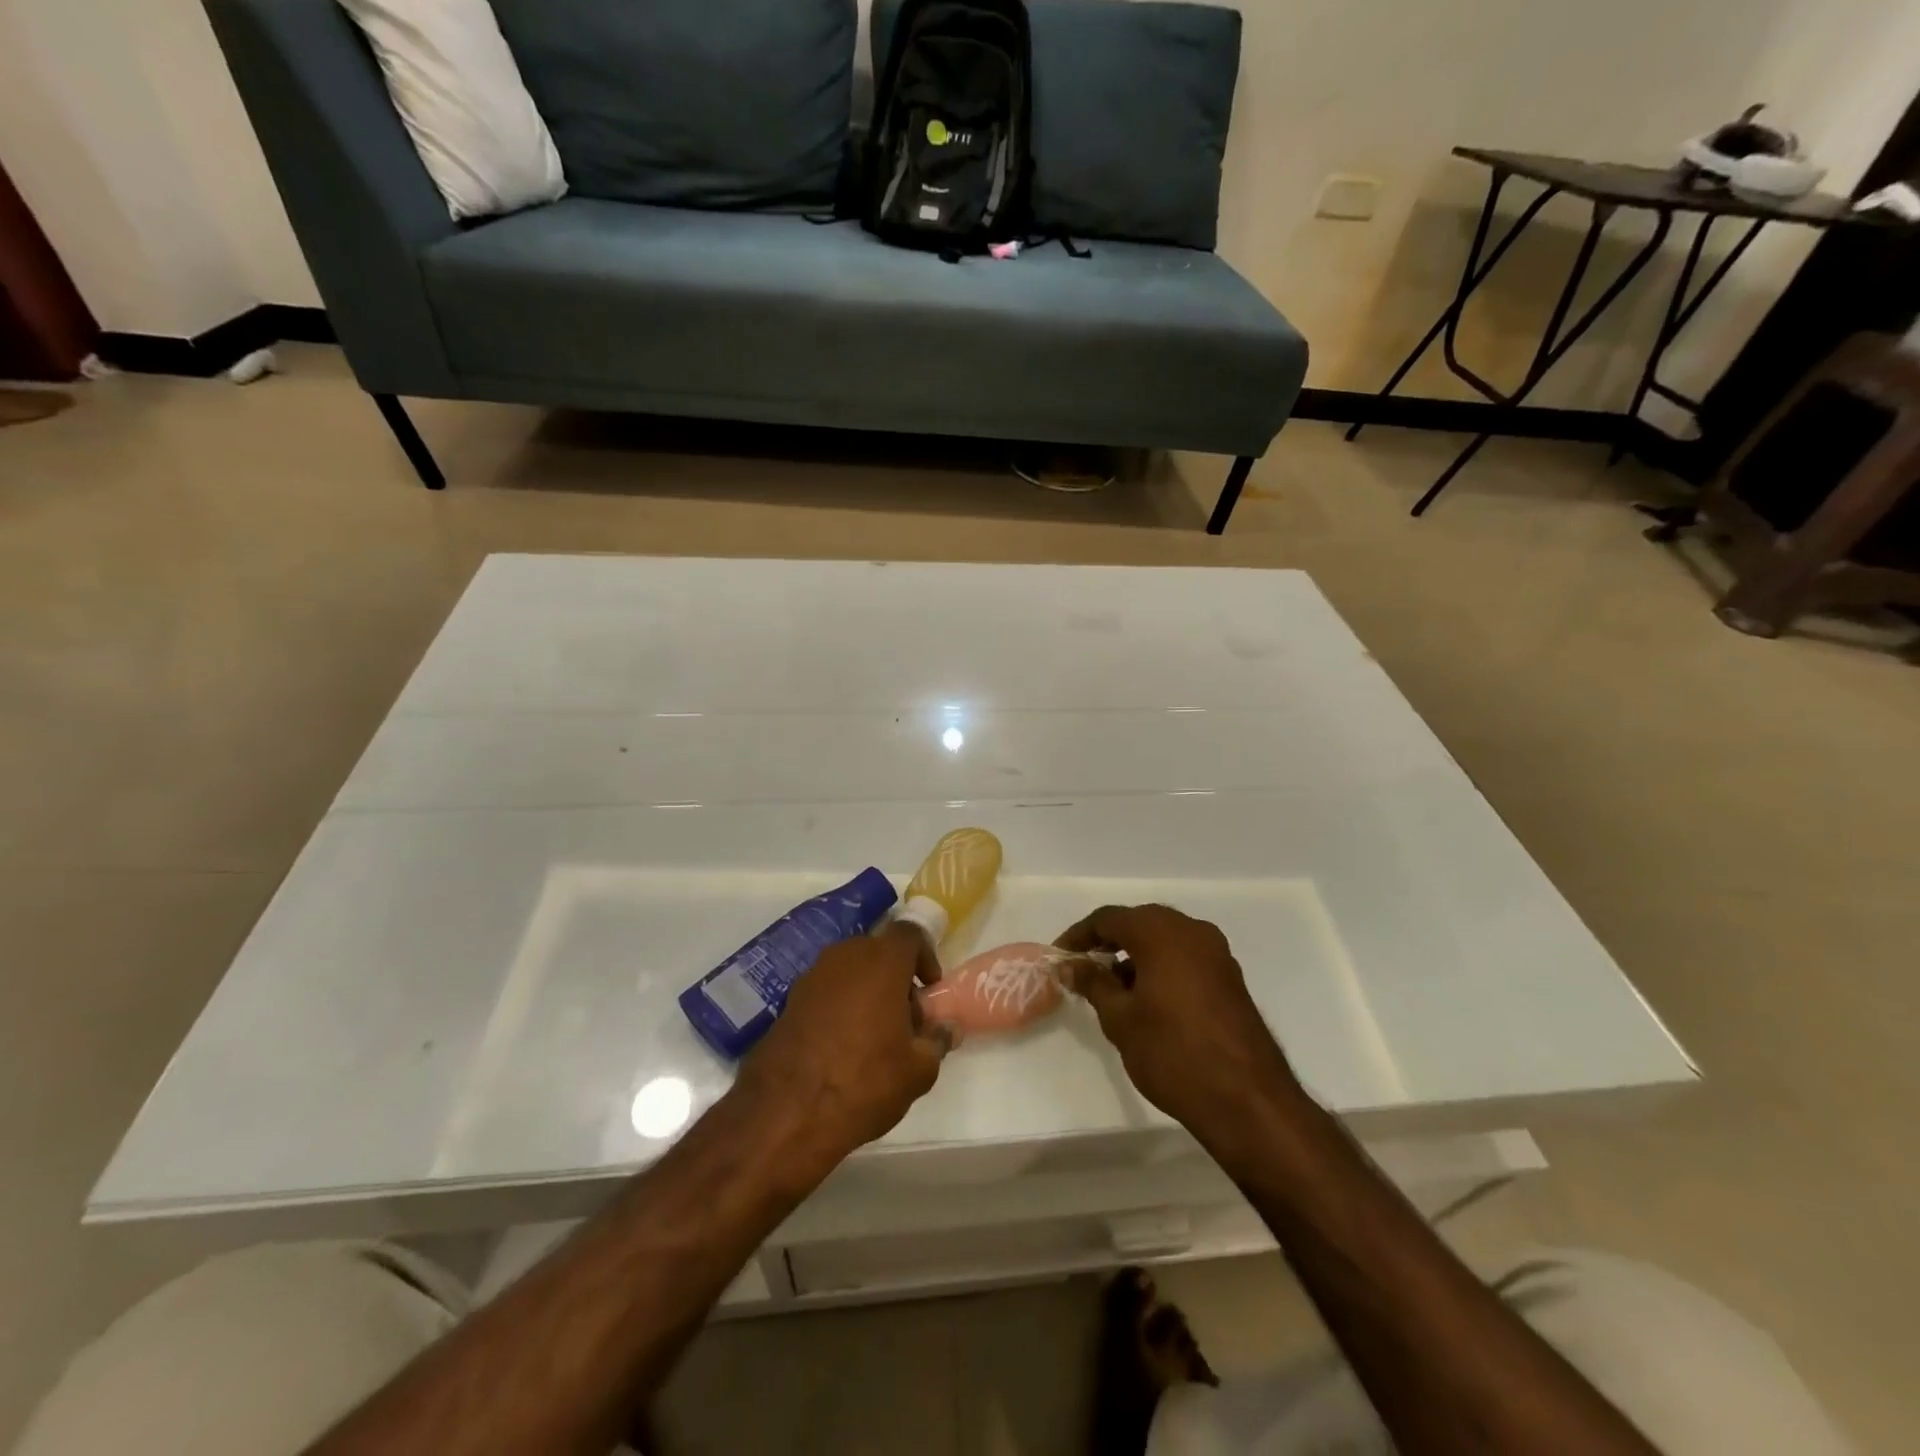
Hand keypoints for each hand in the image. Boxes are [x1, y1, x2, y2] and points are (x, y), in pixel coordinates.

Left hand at [737, 923, 958, 1170]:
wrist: (786, 1113)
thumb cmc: (865, 1081)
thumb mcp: (918, 1070)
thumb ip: (937, 1041)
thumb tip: (947, 1028)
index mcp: (882, 961)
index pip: (910, 934)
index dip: (925, 956)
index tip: (930, 989)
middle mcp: (845, 957)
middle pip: (878, 952)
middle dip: (895, 977)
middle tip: (906, 1018)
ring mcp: (812, 977)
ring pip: (850, 970)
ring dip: (866, 991)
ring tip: (874, 1036)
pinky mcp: (789, 1001)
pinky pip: (826, 991)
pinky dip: (839, 1006)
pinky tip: (842, 1047)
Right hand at [1056, 905, 1300, 1149]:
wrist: (1248, 1100)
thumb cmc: (1173, 1053)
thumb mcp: (1120, 1019)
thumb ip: (1093, 983)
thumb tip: (1070, 965)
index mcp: (1161, 932)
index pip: (1109, 918)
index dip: (1080, 934)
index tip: (1060, 956)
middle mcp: (1191, 931)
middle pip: (1139, 922)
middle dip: (1109, 941)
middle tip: (1083, 967)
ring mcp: (1216, 953)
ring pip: (1164, 939)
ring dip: (1135, 954)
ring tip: (1111, 987)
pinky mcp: (1229, 977)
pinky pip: (1184, 956)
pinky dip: (1160, 965)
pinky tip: (1146, 998)